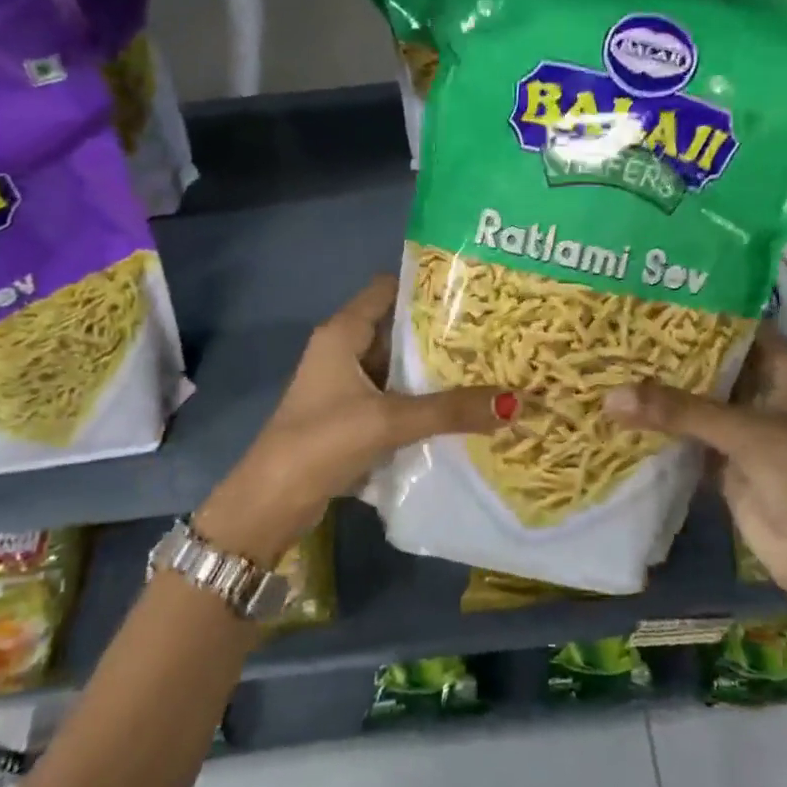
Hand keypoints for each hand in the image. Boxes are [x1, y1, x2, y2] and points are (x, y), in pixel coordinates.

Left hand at [194, 275, 517, 564]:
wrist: (271, 502)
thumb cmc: (322, 441)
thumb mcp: (388, 420)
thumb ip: (449, 410)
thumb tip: (514, 402)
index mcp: (342, 333)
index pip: (388, 289)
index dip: (427, 285)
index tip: (473, 289)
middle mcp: (343, 351)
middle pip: (398, 329)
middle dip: (442, 332)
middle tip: (493, 332)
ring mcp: (347, 386)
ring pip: (399, 367)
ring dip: (434, 370)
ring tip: (489, 366)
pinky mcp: (352, 417)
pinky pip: (395, 397)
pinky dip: (423, 400)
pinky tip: (460, 407)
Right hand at [603, 325, 786, 652]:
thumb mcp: (746, 433)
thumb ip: (679, 411)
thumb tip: (609, 395)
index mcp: (782, 370)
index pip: (739, 325)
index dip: (702, 309)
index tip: (652, 293)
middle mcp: (760, 391)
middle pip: (710, 362)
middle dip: (670, 351)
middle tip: (616, 328)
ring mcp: (739, 428)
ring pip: (694, 401)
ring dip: (660, 390)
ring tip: (607, 362)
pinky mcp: (720, 462)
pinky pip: (684, 437)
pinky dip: (658, 429)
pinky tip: (617, 412)